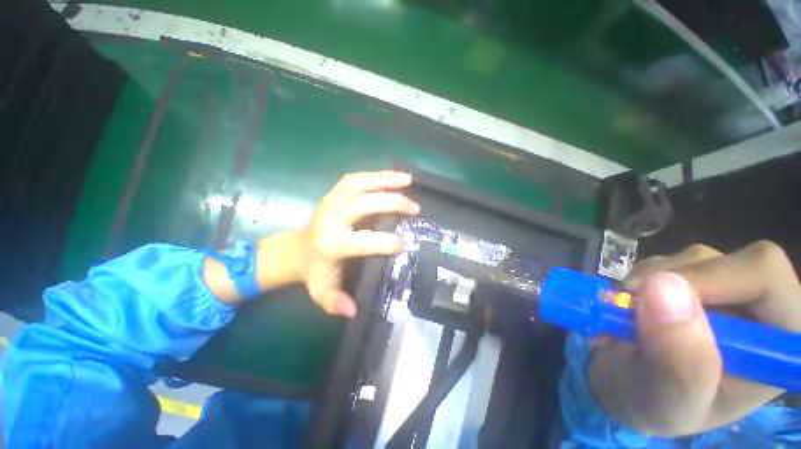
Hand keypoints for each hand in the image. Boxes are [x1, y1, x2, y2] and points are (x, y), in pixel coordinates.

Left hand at [297, 171, 418, 316]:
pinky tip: (390, 176)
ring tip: (407, 179)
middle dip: (393, 203)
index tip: (404, 244)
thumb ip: (334, 302)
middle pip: (364, 204)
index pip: (362, 240)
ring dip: (385, 180)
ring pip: (359, 184)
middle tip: (415, 208)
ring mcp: (331, 201)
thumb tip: (353, 311)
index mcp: (331, 243)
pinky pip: (354, 179)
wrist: (293, 249)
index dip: (385, 242)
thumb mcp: (321, 290)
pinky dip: (374, 175)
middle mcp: (331, 217)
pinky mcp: (332, 194)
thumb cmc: (313, 270)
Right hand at [589, 241, 800, 435]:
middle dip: (672, 283)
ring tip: (627, 318)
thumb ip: (680, 360)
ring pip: (689, 259)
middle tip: (633, 310)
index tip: (661, 299)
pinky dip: (634, 282)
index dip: (715, 278)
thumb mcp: (668, 401)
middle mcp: (759, 309)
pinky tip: (627, 308)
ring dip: (646, 284)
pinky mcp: (691, 280)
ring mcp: (725, 290)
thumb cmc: (655, 407)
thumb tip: (663, 287)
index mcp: (776, 344)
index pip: (766, 277)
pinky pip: (661, 263)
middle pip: (727, 261)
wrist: (625, 388)